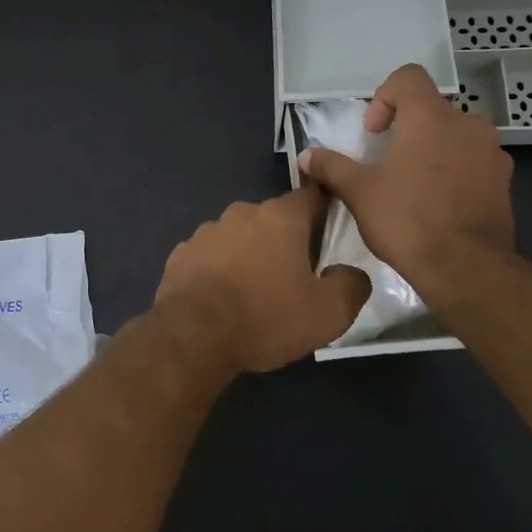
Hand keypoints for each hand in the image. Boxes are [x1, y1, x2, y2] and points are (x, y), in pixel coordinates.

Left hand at [154, 186, 370, 372]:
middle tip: (293, 275)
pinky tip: (221, 299)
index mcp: (280, 218)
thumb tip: (350, 272)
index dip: (324, 207)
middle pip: (272, 220)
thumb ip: (351, 285)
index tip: (331, 225)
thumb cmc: (266, 317)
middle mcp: (241, 213)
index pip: (311, 196)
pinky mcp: (181, 254)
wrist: (194, 335)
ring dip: (248, 255)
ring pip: (238, 237)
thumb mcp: (328, 312)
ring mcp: (206, 232)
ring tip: (254, 292)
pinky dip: (218, 271)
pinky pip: (210, 257)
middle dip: (284, 241)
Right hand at [297, 63, 514, 291]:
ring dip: (433, 149)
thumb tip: (305, 156)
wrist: (466, 267)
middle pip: (431, 109)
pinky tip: (438, 203)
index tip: (373, 133)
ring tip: (413, 184)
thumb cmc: (406, 219)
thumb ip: (331, 166)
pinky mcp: (504, 181)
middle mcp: (467, 124)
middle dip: (407, 128)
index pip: (408, 77)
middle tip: (387, 161)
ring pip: (455, 135)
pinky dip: (454, 171)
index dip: (384, 97)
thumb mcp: (357, 192)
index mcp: (430, 117)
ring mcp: (491, 152)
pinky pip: (473, 161)